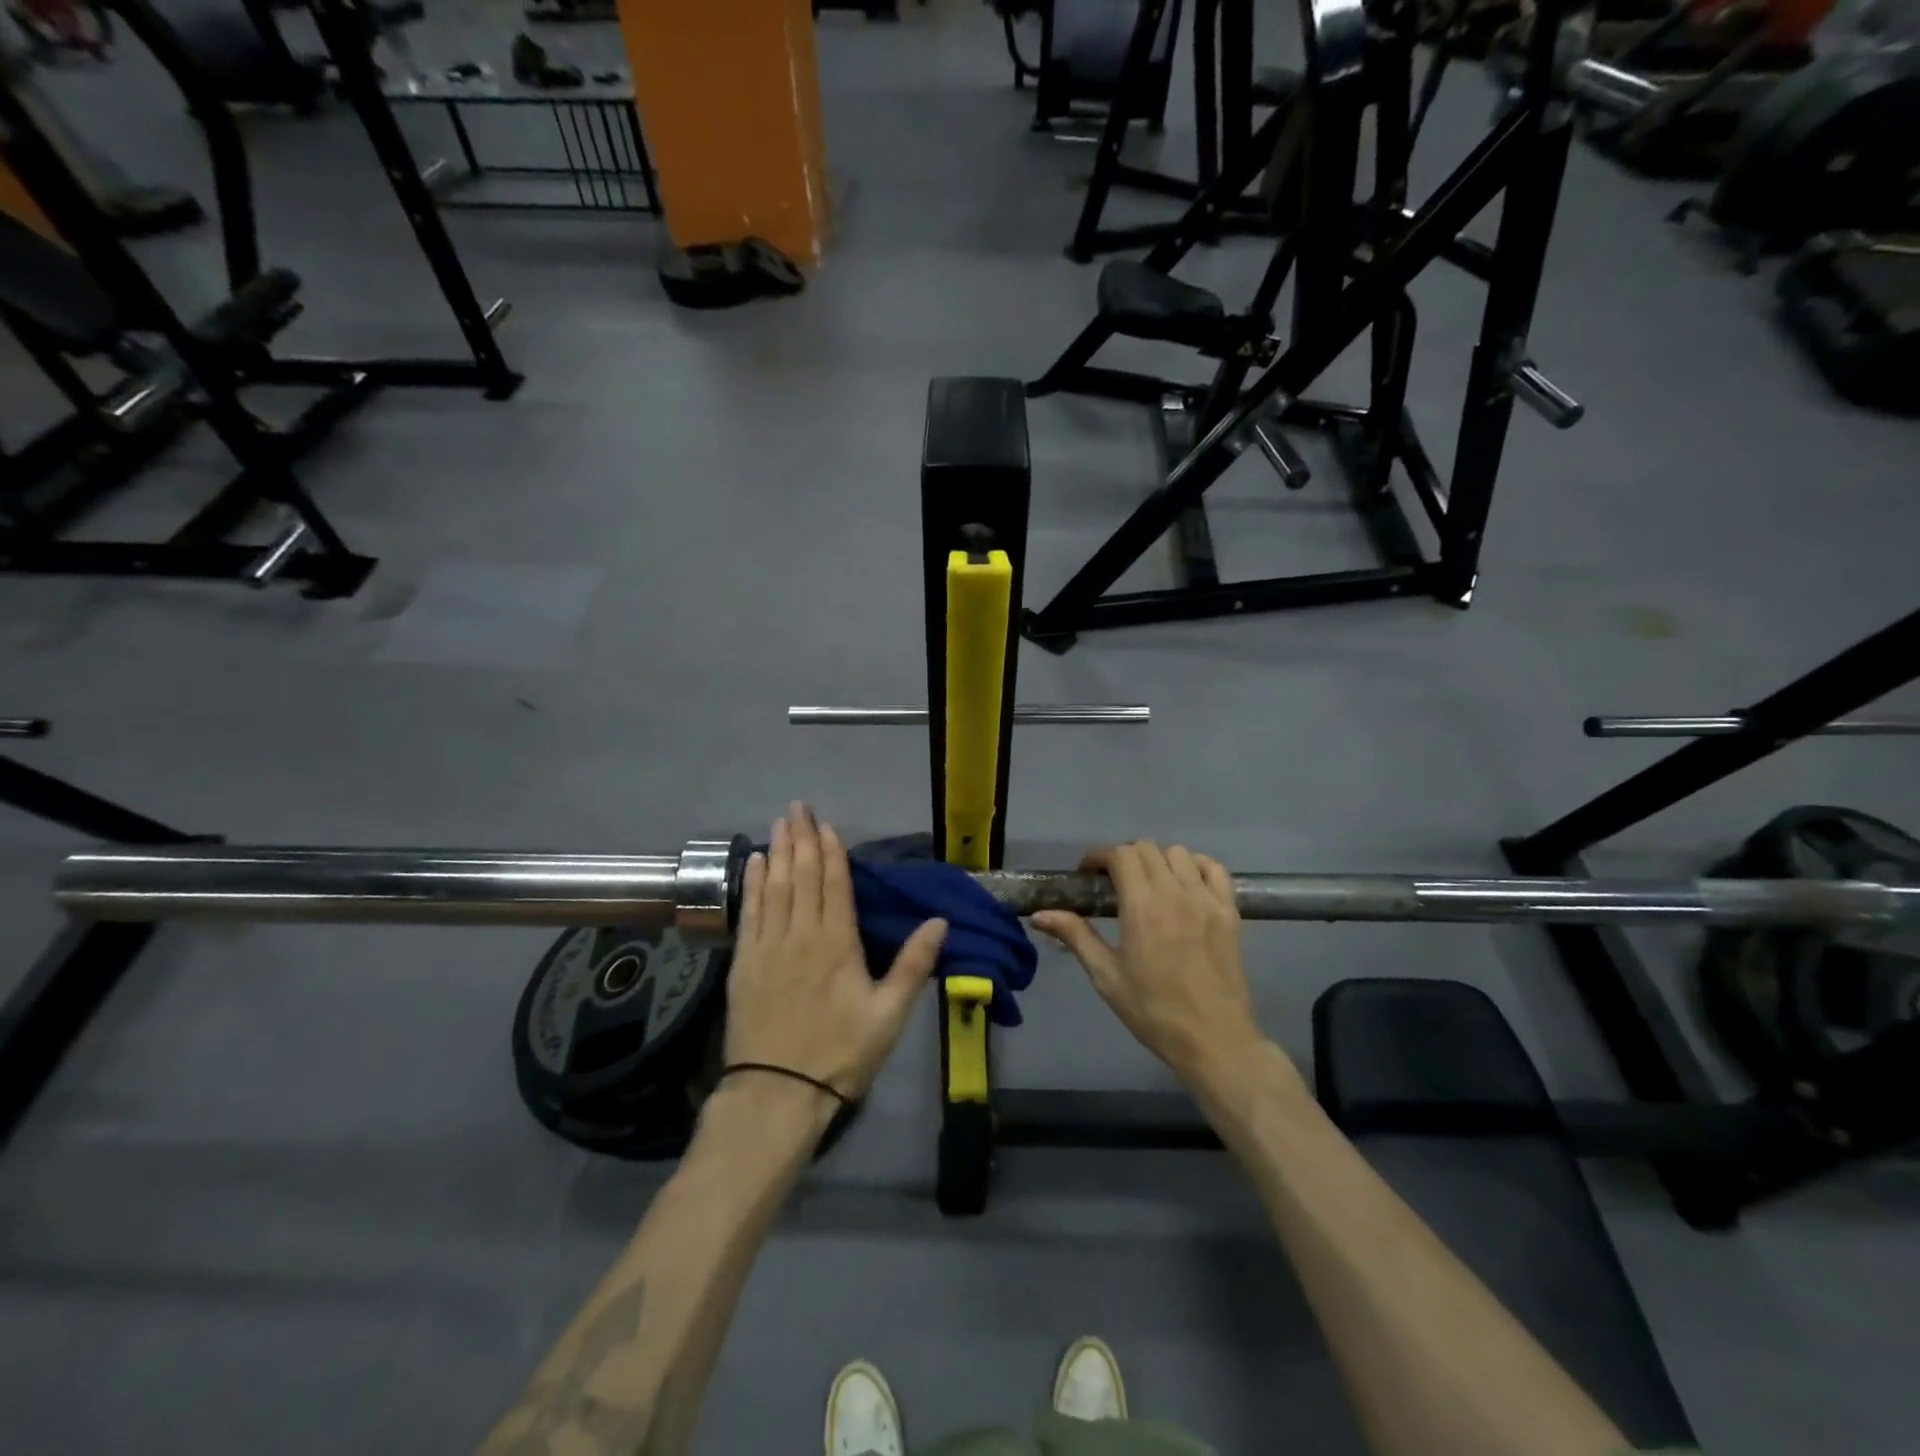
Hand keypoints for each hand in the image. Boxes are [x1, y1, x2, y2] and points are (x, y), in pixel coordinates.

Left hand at [724, 803, 947, 1102]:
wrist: (777, 1094)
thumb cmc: (841, 1054)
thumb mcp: (890, 1015)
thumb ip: (913, 965)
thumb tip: (940, 921)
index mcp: (838, 943)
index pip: (835, 885)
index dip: (831, 852)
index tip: (827, 824)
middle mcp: (801, 935)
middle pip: (801, 876)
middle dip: (801, 839)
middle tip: (798, 807)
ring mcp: (768, 947)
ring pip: (774, 887)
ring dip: (776, 852)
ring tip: (778, 823)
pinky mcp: (744, 963)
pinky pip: (750, 912)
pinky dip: (752, 884)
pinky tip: (753, 864)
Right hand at [1032, 842, 1263, 1083]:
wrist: (1213, 1039)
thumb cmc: (1153, 1011)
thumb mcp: (1106, 976)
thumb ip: (1075, 935)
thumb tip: (1040, 915)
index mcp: (1143, 906)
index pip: (1120, 855)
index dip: (1099, 857)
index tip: (1088, 875)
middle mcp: (1175, 893)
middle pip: (1147, 849)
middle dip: (1124, 857)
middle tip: (1113, 883)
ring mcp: (1207, 900)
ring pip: (1179, 853)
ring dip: (1158, 860)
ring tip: (1149, 885)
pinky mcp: (1230, 912)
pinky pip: (1215, 870)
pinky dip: (1197, 866)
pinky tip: (1185, 886)